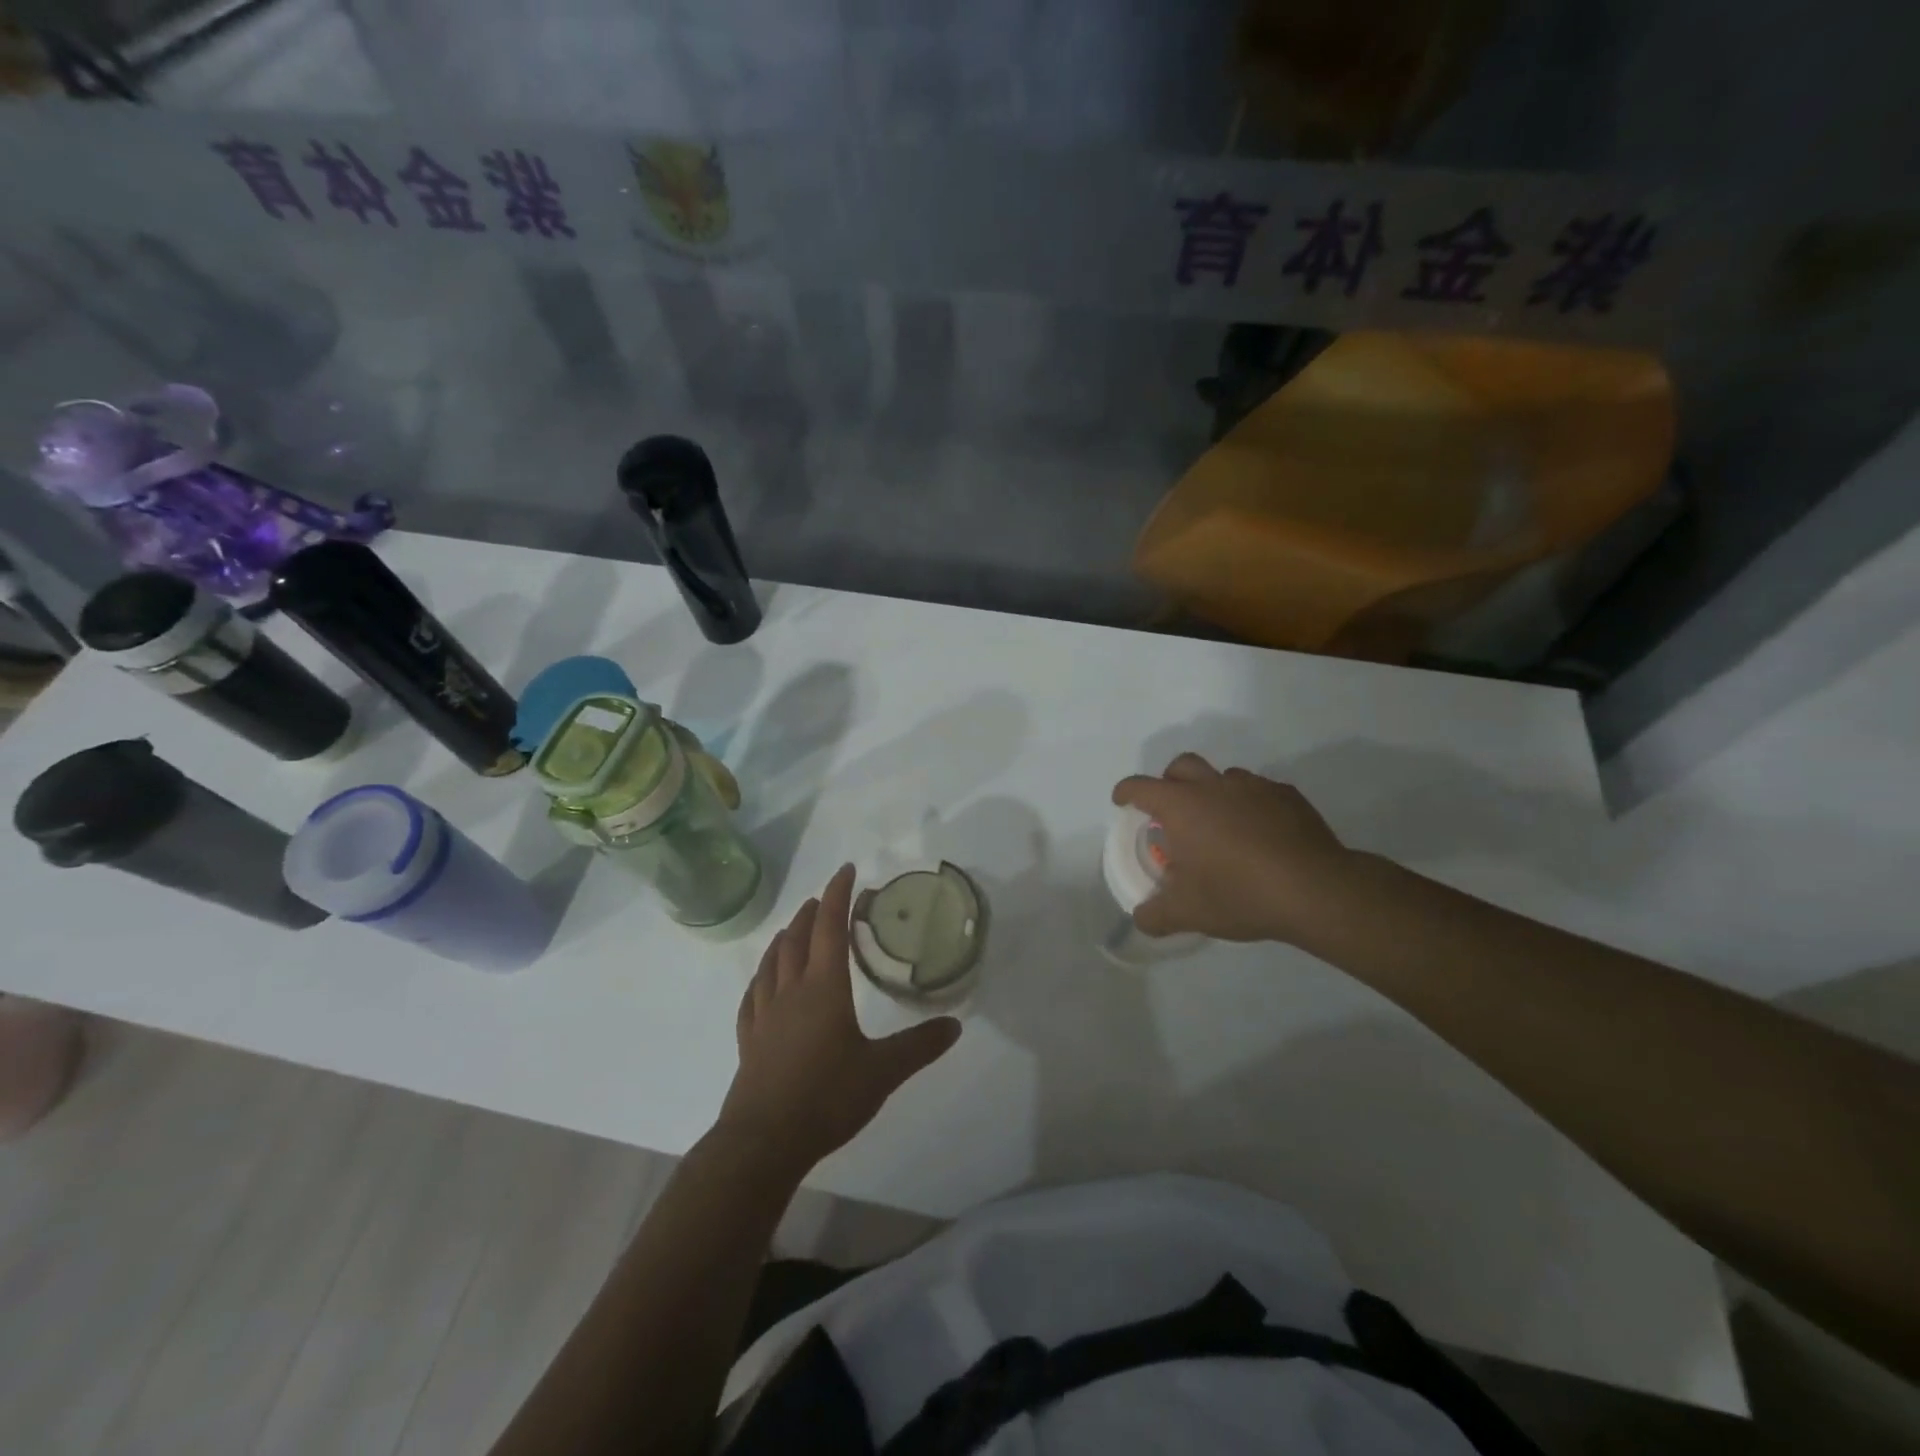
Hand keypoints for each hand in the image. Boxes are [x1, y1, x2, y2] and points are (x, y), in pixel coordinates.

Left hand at [718, 865, 961, 1173]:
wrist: (764, 1141)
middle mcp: (791, 991)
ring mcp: (765, 1015)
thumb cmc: (827, 1097)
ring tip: (793, 928)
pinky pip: (753, 995)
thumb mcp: (883, 1072)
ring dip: (785, 938)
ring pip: (772, 962)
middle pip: (798, 938)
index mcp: (824, 988)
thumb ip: (920, 1046)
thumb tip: (955, 1026)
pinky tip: (762, 982)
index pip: (831, 928)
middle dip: (812, 912)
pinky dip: (761, 977)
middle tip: (823, 898)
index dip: (838, 895)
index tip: (846, 870)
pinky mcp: (749, 1039)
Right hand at [1111, 753, 1352, 943]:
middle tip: (1170, 810)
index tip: (1123, 802)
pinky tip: (1259, 835)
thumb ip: (1155, 914)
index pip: (1140, 787)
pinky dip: (1249, 806)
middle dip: (1169, 781)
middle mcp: (1214, 786)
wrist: (1315, 891)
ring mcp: (1254, 787)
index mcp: (1181, 806)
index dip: (1126, 792)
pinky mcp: (1288, 796)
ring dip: (1213, 793)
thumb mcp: (1187, 913)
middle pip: (1181, 765)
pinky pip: (1259, 791)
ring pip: (1223, 776)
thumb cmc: (1239, 894)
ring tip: (1219, 827)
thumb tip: (1142, 917)